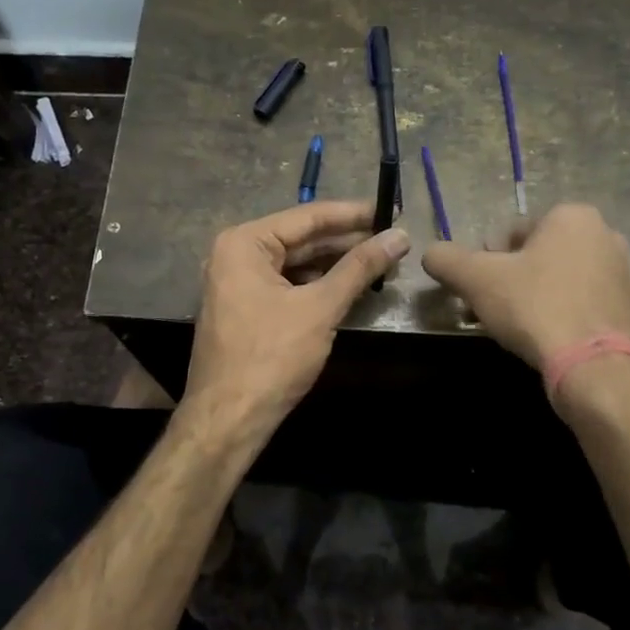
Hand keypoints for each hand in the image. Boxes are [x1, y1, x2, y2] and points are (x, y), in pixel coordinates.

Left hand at [182, 201, 410, 438]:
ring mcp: (238, 283)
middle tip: (393, 238)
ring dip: (336, 264)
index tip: (391, 209)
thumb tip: (400, 236)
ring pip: (296, 263)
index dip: (353, 214)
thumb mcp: (320, 307)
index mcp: (244, 243)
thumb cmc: (271, 357)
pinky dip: (318, 284)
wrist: (228, 420)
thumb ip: (359, 268)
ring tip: (381, 260)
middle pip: (302, 238)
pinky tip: (350, 286)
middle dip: (347, 241)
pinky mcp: (246, 308)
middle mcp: (236, 254)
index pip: (308, 217)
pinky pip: (288, 284)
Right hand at [421, 203, 629, 367]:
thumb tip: (430, 254)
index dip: (489, 260)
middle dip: (517, 277)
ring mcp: (627, 272)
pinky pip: (588, 303)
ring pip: (566, 278)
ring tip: (524, 327)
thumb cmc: (534, 308)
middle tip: (498, 308)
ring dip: (543, 295)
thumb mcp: (476, 279)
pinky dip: (568, 314)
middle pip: (542, 254)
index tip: (481, 289)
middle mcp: (606, 235)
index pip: (514, 232)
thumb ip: (446, 259)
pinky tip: (553, 338)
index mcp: (572, 216)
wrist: (594, 366)